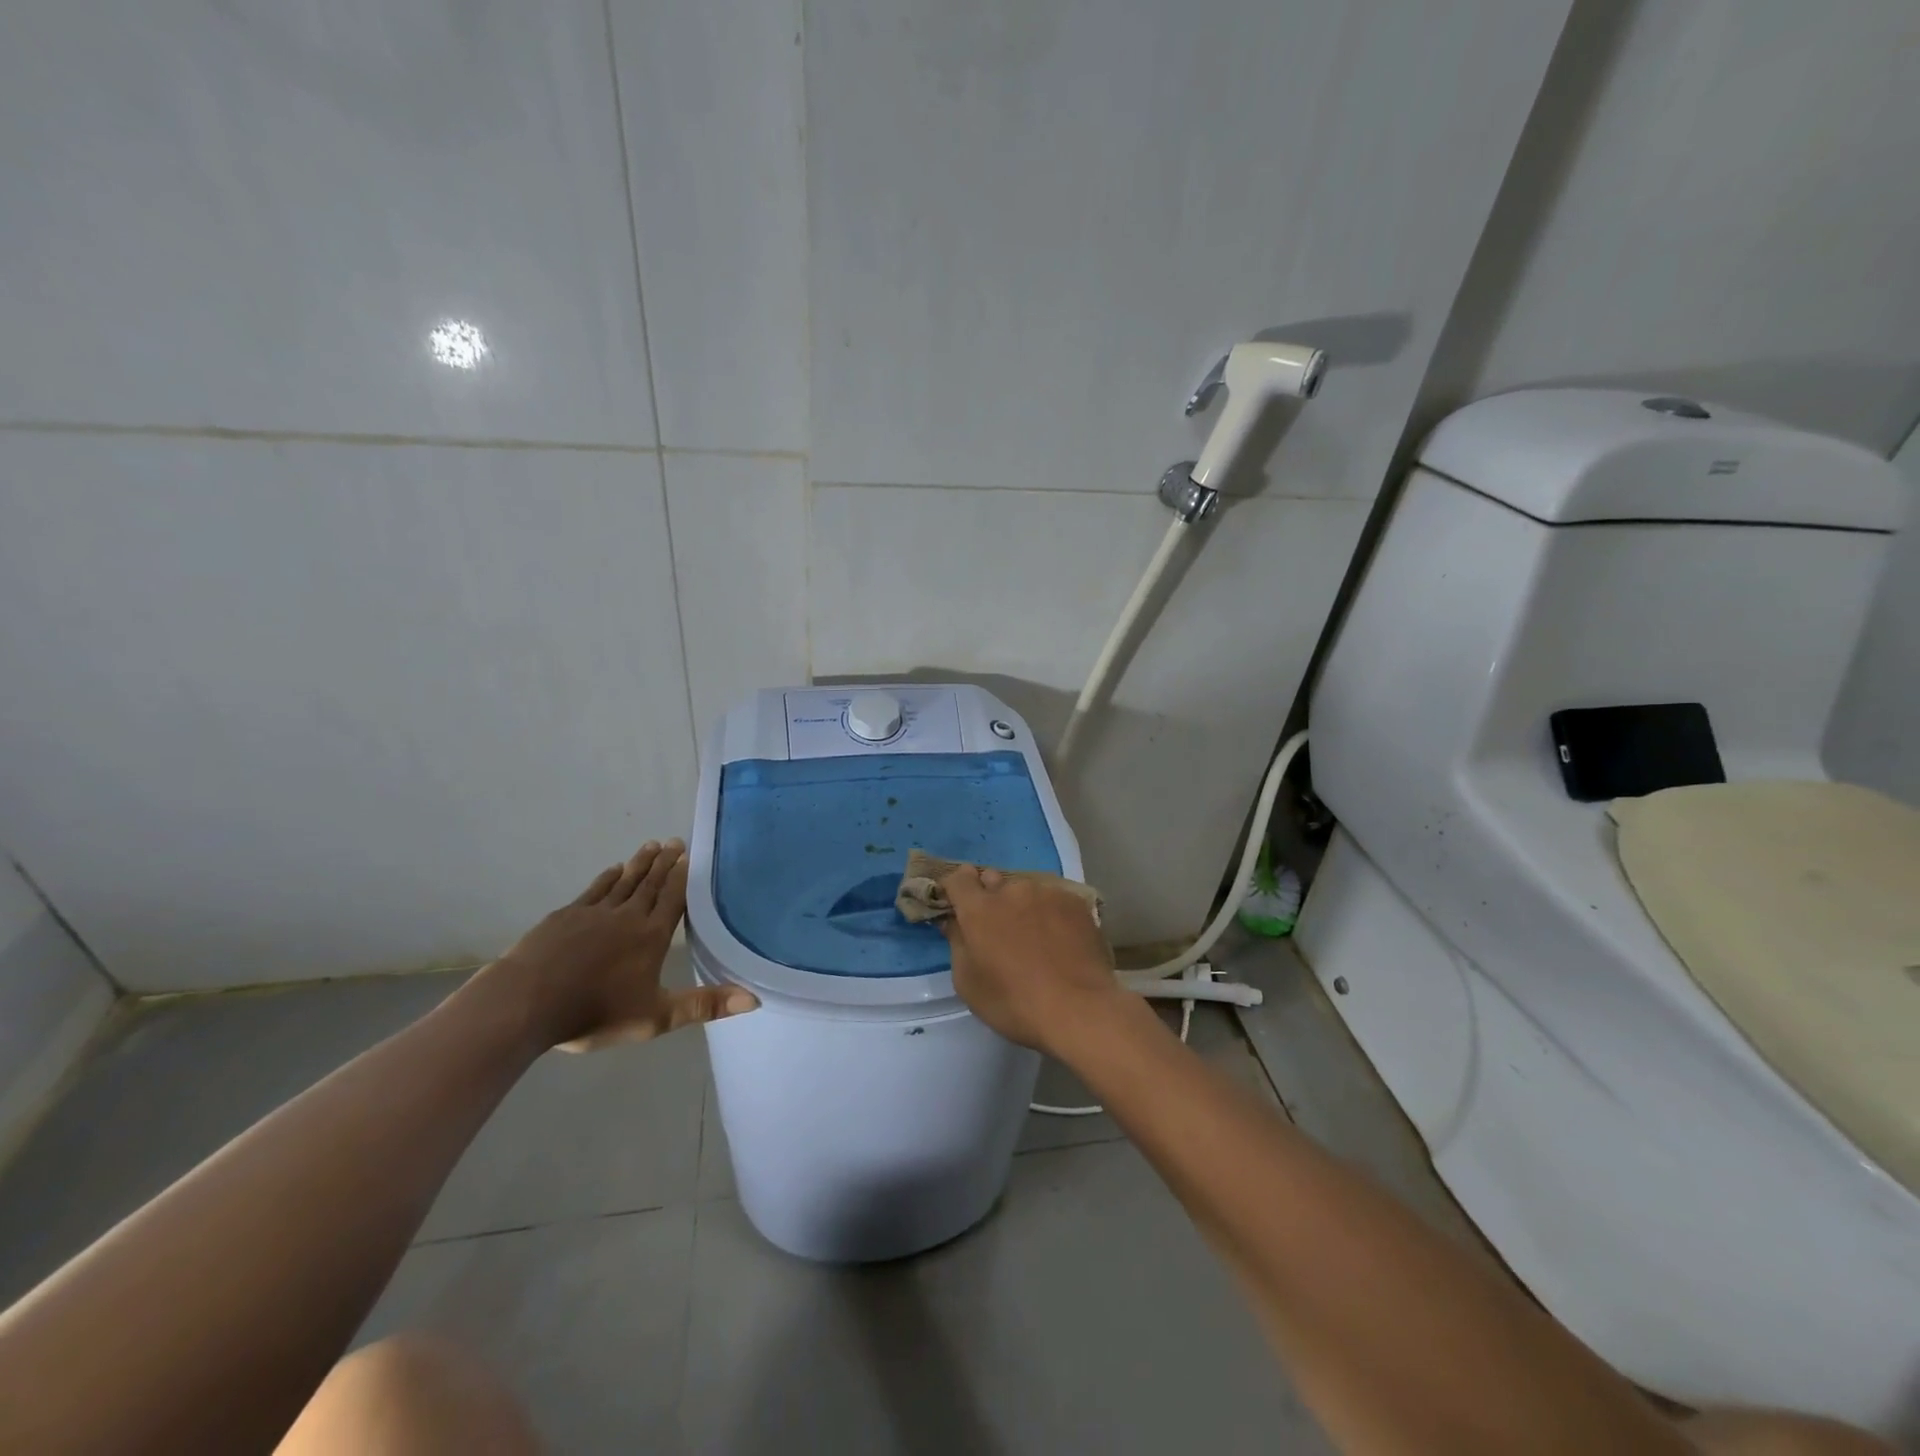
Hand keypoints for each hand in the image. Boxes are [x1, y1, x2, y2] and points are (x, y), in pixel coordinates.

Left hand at [484, 840, 756, 1050]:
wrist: (526, 1003)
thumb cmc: (594, 1012)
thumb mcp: (656, 1017)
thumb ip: (704, 1006)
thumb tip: (755, 1000)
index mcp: (651, 937)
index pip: (672, 899)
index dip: (681, 878)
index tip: (689, 855)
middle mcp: (627, 917)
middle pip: (650, 884)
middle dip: (664, 863)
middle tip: (675, 841)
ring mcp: (593, 913)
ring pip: (624, 882)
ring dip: (639, 863)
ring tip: (651, 845)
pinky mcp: (565, 917)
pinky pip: (593, 891)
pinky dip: (606, 878)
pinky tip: (612, 870)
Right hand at [939, 866, 1122, 1054]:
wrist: (1080, 1010)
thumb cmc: (1015, 1003)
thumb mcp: (969, 984)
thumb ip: (956, 944)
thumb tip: (953, 921)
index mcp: (979, 908)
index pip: (959, 879)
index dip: (956, 889)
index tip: (958, 905)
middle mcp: (1012, 890)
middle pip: (993, 880)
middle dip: (989, 897)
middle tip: (997, 927)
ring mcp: (1047, 892)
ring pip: (1026, 890)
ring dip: (1022, 905)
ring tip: (1035, 936)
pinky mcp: (1075, 902)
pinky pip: (1054, 899)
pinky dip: (1050, 912)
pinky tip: (1060, 939)